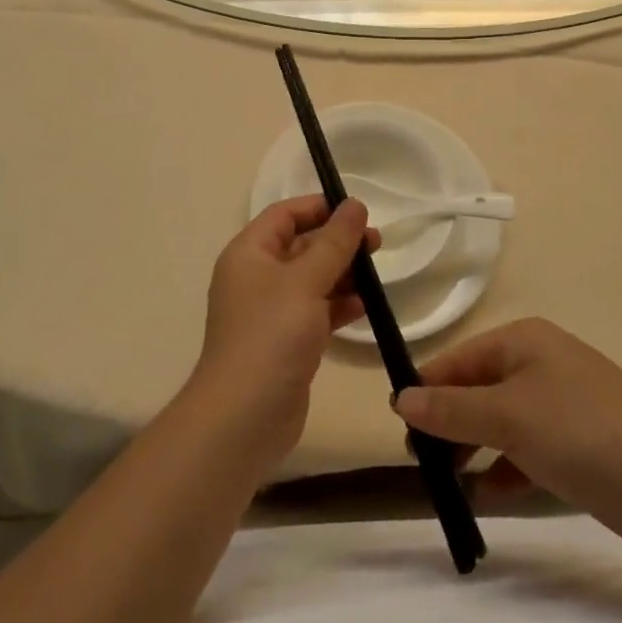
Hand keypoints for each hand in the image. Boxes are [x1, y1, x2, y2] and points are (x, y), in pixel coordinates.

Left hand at [188, 196, 373, 474]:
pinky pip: (315, 310)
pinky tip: (364, 305)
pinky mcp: (285, 341)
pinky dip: (338, 305)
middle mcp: (256, 276)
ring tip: (376, 274)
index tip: (358, 212)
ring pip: (311, 279)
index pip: (285, 214)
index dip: (320, 208)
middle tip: (377, 244)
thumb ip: (334, 242)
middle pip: (301, 245)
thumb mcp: (306, 281)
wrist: (244, 417)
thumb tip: (355, 205)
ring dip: (342, 273)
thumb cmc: (271, 335)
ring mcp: (270, 311)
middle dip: (338, 242)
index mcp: (249, 253)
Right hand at [393, 318, 621, 551]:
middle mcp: (539, 364)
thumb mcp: (508, 417)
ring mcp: (560, 404)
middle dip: (448, 423)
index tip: (399, 428)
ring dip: (472, 449)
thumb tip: (400, 399)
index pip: (458, 359)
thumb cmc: (582, 430)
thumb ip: (451, 410)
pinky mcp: (577, 444)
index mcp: (522, 341)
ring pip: (500, 422)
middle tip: (421, 462)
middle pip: (477, 389)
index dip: (427, 389)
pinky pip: (525, 450)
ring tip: (446, 483)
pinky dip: (503, 468)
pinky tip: (484, 495)